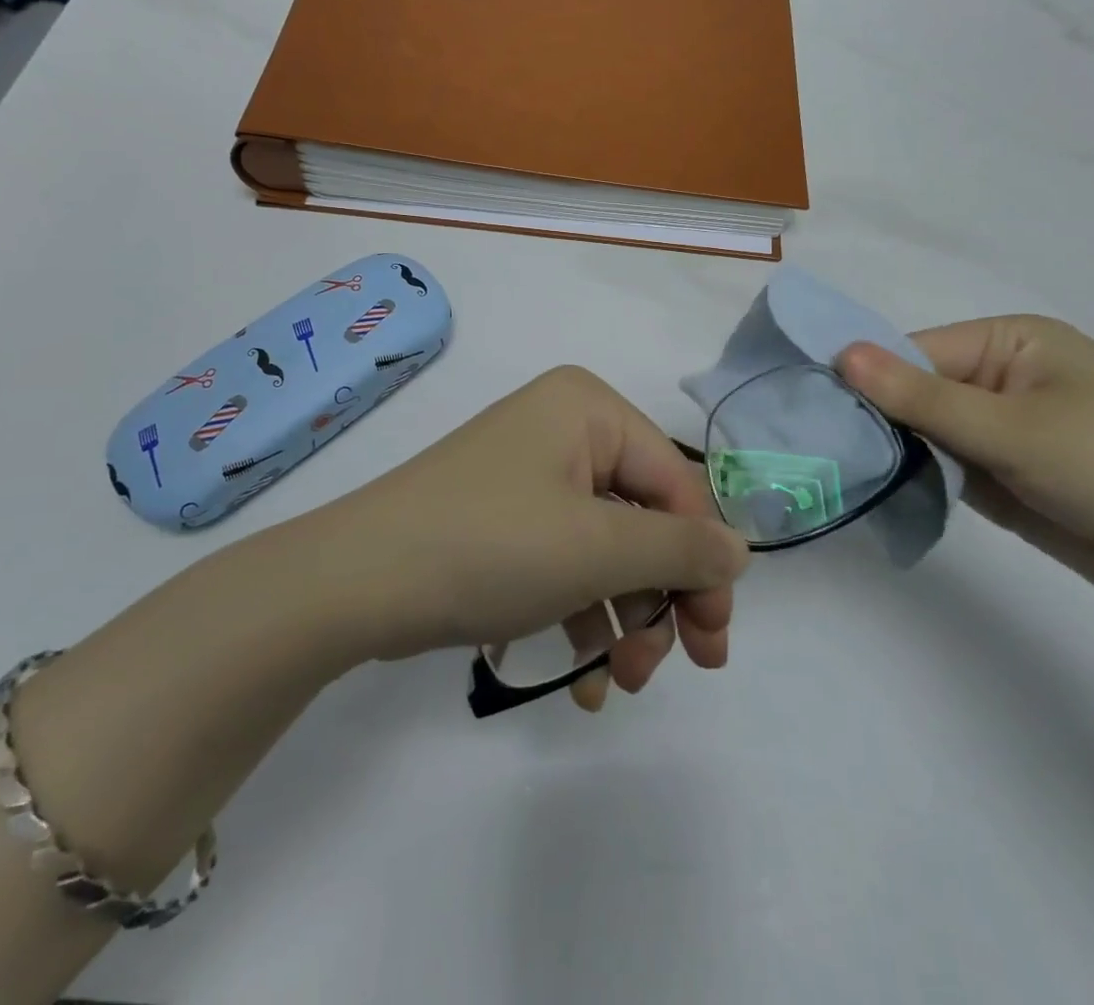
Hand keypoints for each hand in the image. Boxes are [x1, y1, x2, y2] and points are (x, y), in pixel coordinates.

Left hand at [312, 366, 749, 706]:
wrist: (353, 583)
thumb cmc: (489, 545)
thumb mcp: (597, 549)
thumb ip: (681, 550)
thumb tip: (741, 551)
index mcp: (589, 410)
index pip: (677, 482)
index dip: (704, 560)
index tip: (714, 639)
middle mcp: (565, 431)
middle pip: (645, 518)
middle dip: (661, 597)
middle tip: (676, 668)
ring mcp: (533, 477)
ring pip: (608, 549)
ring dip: (624, 618)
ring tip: (622, 682)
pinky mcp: (507, 522)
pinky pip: (566, 563)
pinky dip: (582, 617)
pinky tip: (587, 679)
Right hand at [837, 317, 1093, 619]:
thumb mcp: (1012, 427)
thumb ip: (921, 398)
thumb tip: (841, 354)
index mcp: (1008, 343)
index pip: (914, 352)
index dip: (865, 379)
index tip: (813, 409)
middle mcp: (1000, 379)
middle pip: (914, 392)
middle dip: (874, 419)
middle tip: (814, 446)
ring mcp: (1001, 430)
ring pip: (924, 434)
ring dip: (892, 452)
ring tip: (835, 471)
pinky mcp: (1004, 477)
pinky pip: (944, 469)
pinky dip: (916, 480)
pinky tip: (875, 493)